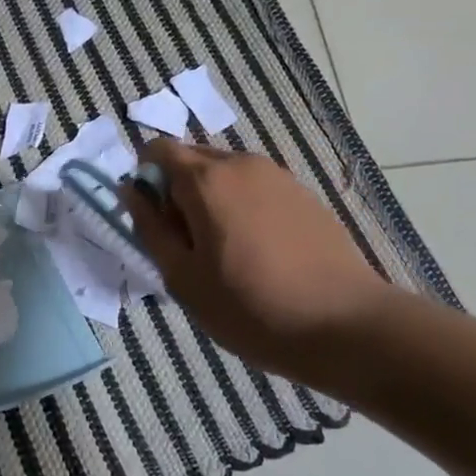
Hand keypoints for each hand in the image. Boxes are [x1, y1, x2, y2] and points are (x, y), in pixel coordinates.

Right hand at [122, 139, 391, 382]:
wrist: (346, 325)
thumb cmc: (251, 307)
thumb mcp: (183, 278)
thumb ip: (149, 228)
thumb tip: (130, 191)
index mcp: (206, 178)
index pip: (157, 149)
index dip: (146, 180)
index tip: (156, 223)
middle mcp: (241, 163)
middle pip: (192, 159)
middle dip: (179, 191)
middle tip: (189, 245)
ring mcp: (278, 175)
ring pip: (226, 174)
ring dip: (212, 200)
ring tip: (227, 253)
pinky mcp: (304, 194)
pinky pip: (257, 187)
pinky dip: (244, 207)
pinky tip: (261, 253)